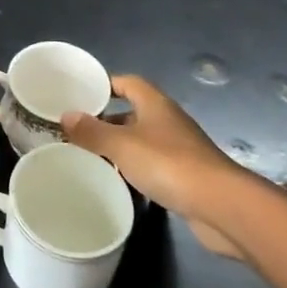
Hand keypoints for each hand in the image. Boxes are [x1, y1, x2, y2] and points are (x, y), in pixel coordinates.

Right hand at [62, 75, 257, 257]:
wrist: (221, 205)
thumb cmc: (169, 164)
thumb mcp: (122, 145)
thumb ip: (92, 131)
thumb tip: (65, 116)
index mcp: (155, 104)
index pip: (128, 82)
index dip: (105, 85)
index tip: (82, 95)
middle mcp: (168, 120)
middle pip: (134, 111)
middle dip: (108, 119)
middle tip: (79, 130)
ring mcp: (180, 148)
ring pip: (142, 139)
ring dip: (121, 146)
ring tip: (92, 156)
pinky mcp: (186, 175)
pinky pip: (153, 164)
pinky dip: (136, 168)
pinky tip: (120, 181)